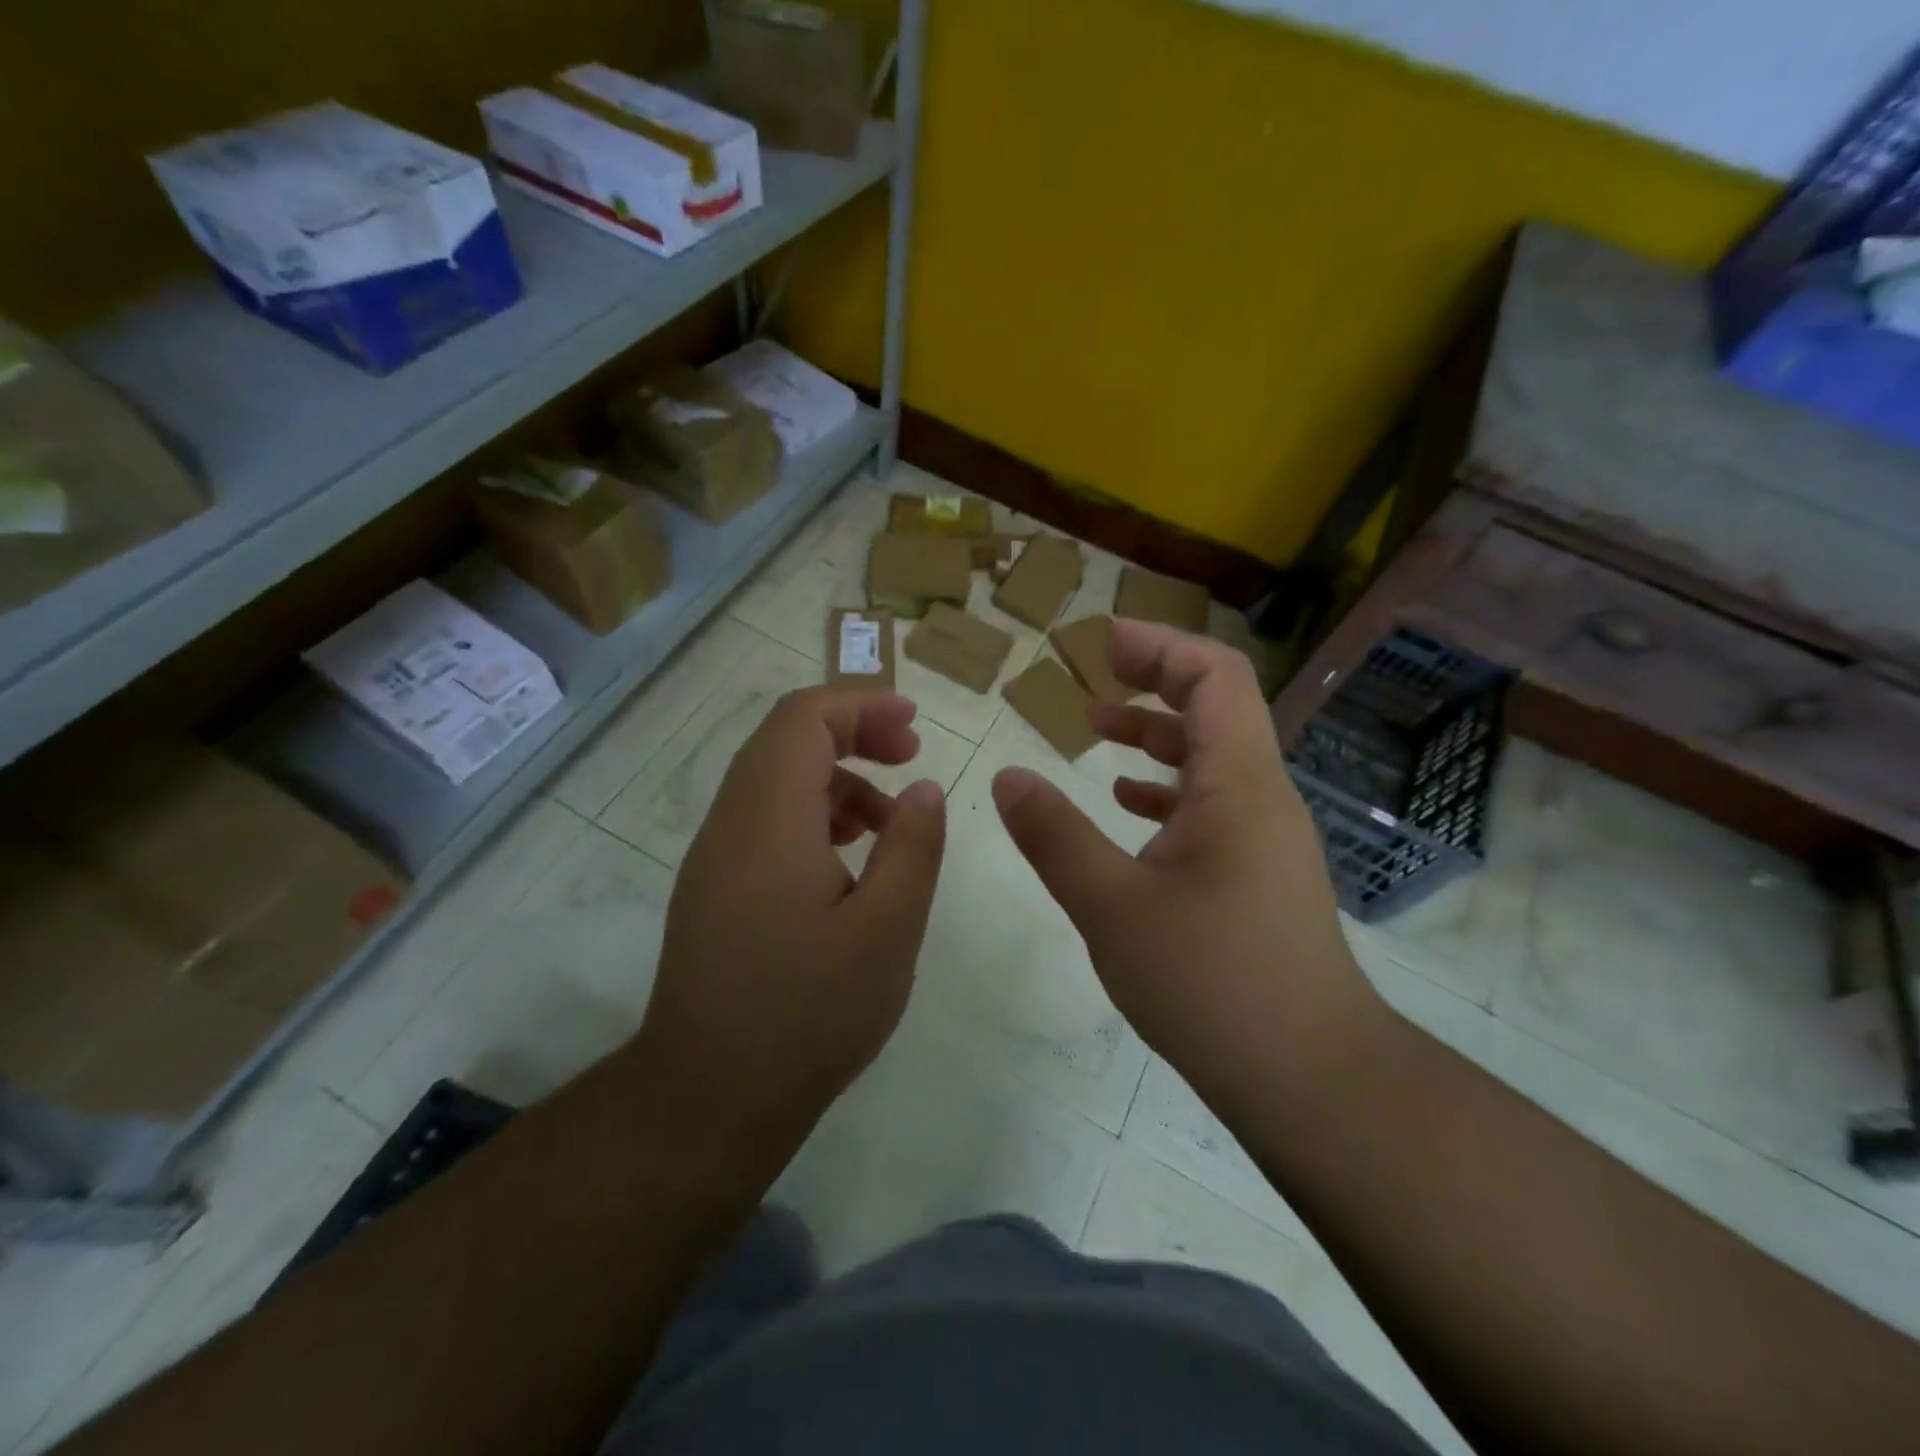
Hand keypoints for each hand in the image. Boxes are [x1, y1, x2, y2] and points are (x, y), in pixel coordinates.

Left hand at [634, 688, 946, 1160]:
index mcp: (769, 820)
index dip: (861, 704)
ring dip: (836, 777)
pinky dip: (812, 813)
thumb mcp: (887, 930)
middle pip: (785, 738)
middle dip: (853, 731)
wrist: (708, 1097)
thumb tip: (923, 789)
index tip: (914, 724)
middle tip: (910, 756)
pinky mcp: (713, 887)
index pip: (804, 718)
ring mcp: (714, 856)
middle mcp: (731, 823)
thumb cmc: (808, 1014)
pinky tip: (850, 859)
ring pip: (774, 779)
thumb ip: (913, 847)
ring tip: (891, 818)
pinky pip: (764, 819)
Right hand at [991, 621, 1382, 1107]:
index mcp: (1239, 783)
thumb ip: (1055, 836)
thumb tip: (1007, 776)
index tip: (1102, 642)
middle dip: (1153, 681)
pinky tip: (1124, 804)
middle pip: (1216, 707)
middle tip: (1093, 675)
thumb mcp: (1112, 906)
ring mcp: (1264, 837)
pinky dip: (1165, 788)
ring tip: (1094, 732)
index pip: (1215, 676)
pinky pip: (1211, 805)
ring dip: (1155, 736)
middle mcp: (1261, 796)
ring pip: (1211, 759)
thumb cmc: (1213, 982)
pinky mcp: (1257, 874)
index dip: (1160, 645)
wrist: (1311, 1078)